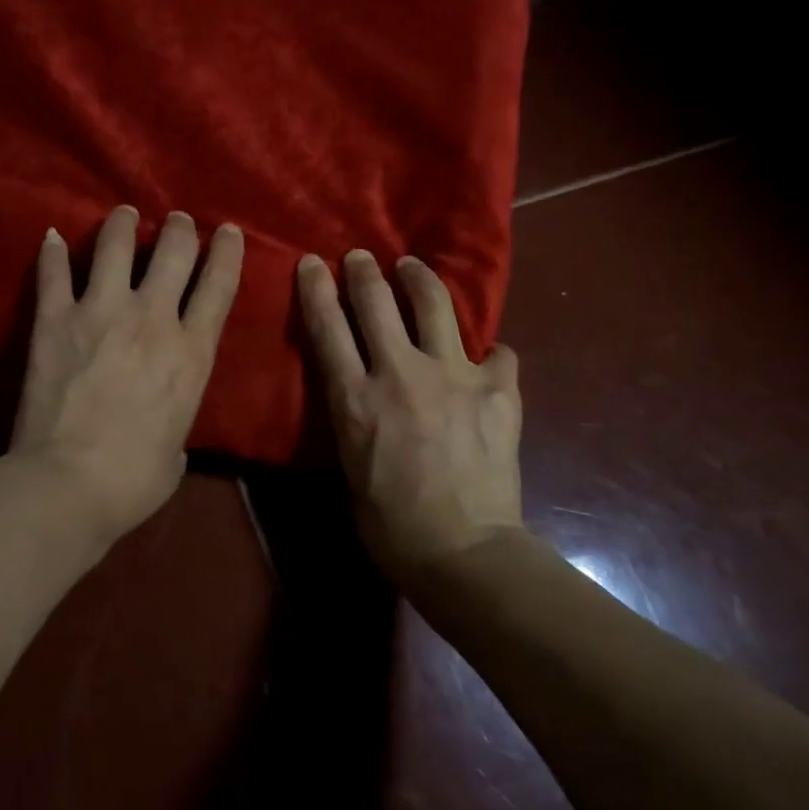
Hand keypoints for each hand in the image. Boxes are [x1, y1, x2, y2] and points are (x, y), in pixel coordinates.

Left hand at [11, 206, 243, 542]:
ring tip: (123, 215)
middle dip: (178, 229)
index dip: (227, 251)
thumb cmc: (134, 480)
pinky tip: (50, 237)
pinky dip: (51, 253)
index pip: (219, 285)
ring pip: (114, 246)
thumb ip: (176, 415)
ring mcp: (100, 312)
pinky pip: (53, 273)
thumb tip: (165, 421)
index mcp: (191, 352)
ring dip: (122, 225)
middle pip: (172, 252)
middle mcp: (151, 318)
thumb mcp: (178, 447)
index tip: (227, 230)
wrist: (68, 484)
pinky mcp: (54, 319)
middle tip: (175, 221)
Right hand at [296, 249, 523, 585]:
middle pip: (376, 302)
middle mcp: (401, 373)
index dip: (315, 289)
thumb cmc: (391, 525)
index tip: (311, 263)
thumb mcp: (350, 466)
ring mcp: (453, 375)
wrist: (462, 552)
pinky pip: (498, 353)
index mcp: (356, 397)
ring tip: (413, 269)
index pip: (327, 327)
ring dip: (418, 279)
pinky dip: (491, 354)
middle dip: (363, 272)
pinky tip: (490, 360)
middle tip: (360, 257)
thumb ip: (354, 418)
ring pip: (433, 304)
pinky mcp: (497, 389)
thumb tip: (364, 396)